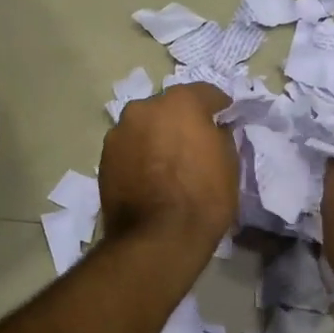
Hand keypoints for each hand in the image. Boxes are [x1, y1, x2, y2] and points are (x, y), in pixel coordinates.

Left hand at [98, 83, 237, 255]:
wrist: (158, 239)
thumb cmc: (203, 198)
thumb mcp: (229, 163)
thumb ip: (220, 136)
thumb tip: (212, 130)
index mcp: (180, 102)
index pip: (206, 93)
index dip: (219, 106)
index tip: (226, 118)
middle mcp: (145, 107)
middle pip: (169, 107)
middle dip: (182, 120)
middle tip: (194, 141)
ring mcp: (119, 131)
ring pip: (145, 126)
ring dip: (157, 136)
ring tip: (168, 161)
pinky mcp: (104, 157)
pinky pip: (130, 147)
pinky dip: (140, 154)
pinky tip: (150, 174)